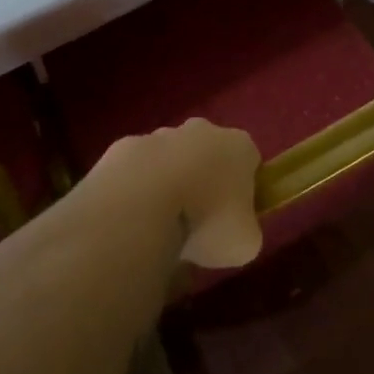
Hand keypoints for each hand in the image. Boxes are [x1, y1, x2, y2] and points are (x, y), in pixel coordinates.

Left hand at [95, 118, 263, 268]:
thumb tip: (234, 231)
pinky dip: (136, 188)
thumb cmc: (207, 221)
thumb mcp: (245, 243)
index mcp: (239, 146)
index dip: (244, 190)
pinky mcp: (124, 146)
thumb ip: (245, 230)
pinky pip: (136, 169)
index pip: (249, 162)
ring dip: (168, 183)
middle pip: (208, 153)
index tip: (234, 217)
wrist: (142, 205)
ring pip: (170, 158)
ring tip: (160, 223)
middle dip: (204, 180)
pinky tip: (133, 216)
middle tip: (197, 220)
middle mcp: (202, 130)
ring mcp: (159, 135)